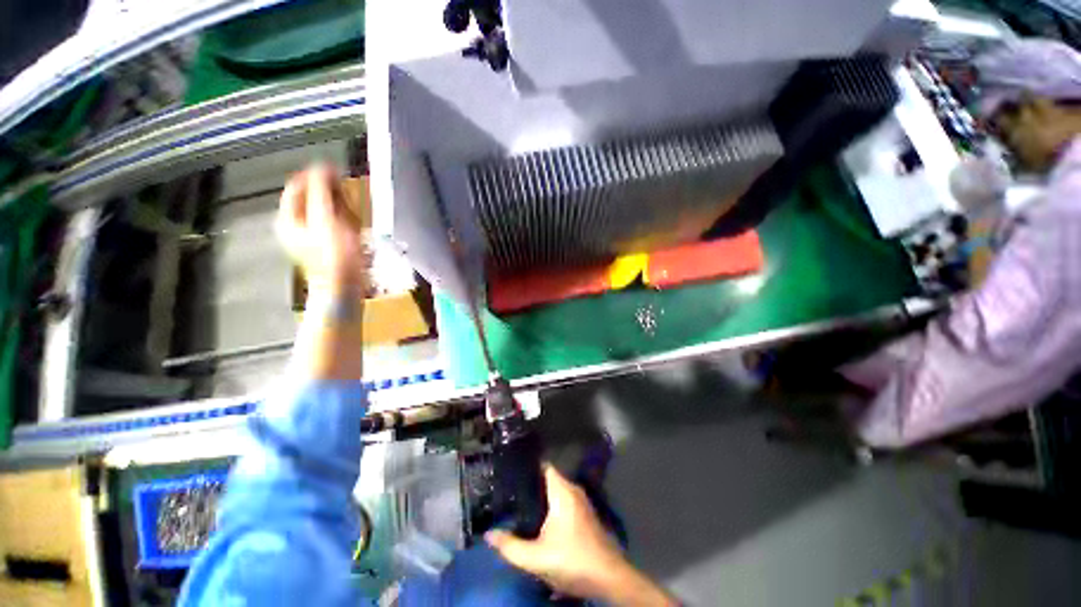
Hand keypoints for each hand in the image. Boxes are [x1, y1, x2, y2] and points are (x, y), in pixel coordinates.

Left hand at [276, 165, 368, 292]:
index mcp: (289, 218)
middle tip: (346, 194)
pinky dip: (344, 220)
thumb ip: (321, 192)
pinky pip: (334, 224)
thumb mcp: (326, 219)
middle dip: (329, 193)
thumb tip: (321, 167)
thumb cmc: (334, 254)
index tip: (335, 171)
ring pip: (324, 210)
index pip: (297, 186)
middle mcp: (296, 226)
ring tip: (353, 212)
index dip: (315, 175)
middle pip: (310, 198)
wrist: (343, 285)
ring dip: (339, 207)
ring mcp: (311, 236)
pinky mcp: (326, 245)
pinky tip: (355, 226)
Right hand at [486, 466, 676, 606]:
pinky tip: (540, 519)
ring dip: (541, 497)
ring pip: (557, 491)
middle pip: (549, 479)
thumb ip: (510, 546)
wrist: (609, 578)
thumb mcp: (536, 558)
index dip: (528, 466)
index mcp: (563, 491)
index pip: (544, 466)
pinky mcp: (585, 515)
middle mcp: (573, 490)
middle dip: (531, 484)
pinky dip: (552, 505)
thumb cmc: (572, 561)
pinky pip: (564, 501)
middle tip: (510, 490)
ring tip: (520, 503)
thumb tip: (488, 534)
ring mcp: (582, 502)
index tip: (510, 471)